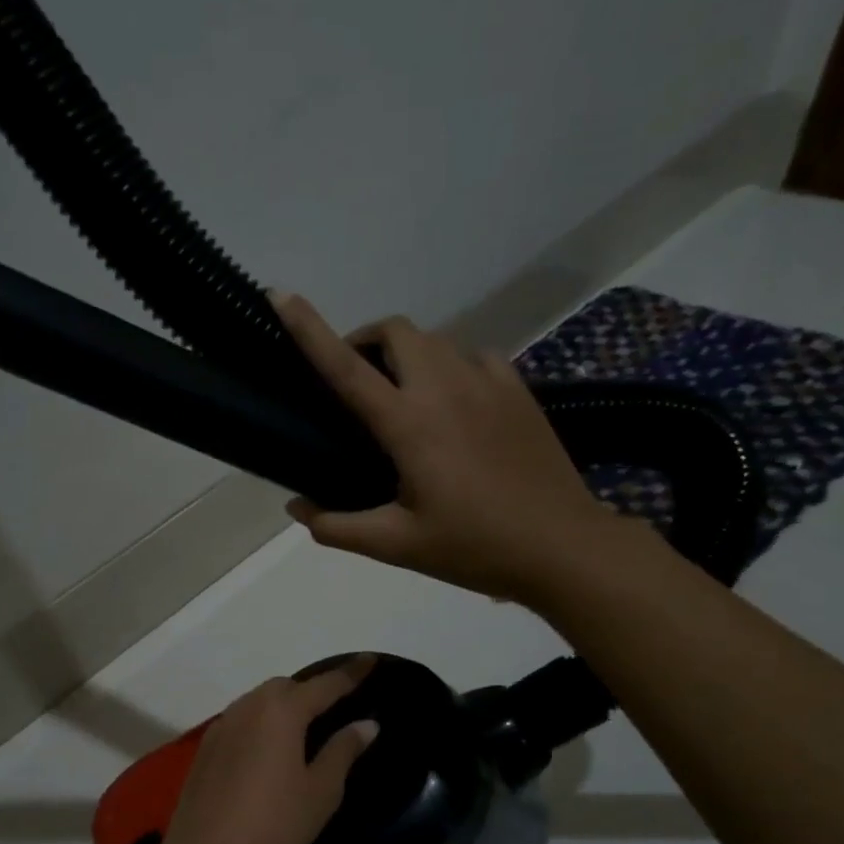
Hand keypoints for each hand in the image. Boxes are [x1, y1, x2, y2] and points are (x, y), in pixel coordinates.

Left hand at [155, 658, 379, 843]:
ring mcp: (221, 727)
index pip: (325, 684)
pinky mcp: (205, 749)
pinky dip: (261, 722)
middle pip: (286, 687)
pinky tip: (268, 748)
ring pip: (258, 701)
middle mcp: (248, 707)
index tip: (370, 660)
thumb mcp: (320, 792)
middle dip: (312, 690)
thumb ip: (343, 750)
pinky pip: (241, 720)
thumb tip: (366, 723)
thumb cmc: (274, 826)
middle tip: (336, 706)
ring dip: (283, 704)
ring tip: (305, 726)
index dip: (351, 673)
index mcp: (281, 711)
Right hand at [271, 291, 624, 606]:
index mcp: (409, 424)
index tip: (281, 296)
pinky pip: (473, 356)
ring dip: (407, 354)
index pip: (346, 367)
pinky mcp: (518, 390)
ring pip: (436, 340)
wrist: (563, 547)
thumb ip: (338, 526)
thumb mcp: (396, 546)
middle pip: (396, 329)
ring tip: (402, 395)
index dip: (309, 328)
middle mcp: (445, 388)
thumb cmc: (473, 548)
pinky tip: (453, 402)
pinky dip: (449, 365)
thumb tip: (297, 508)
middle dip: (366, 339)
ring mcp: (488, 382)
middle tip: (356, 380)